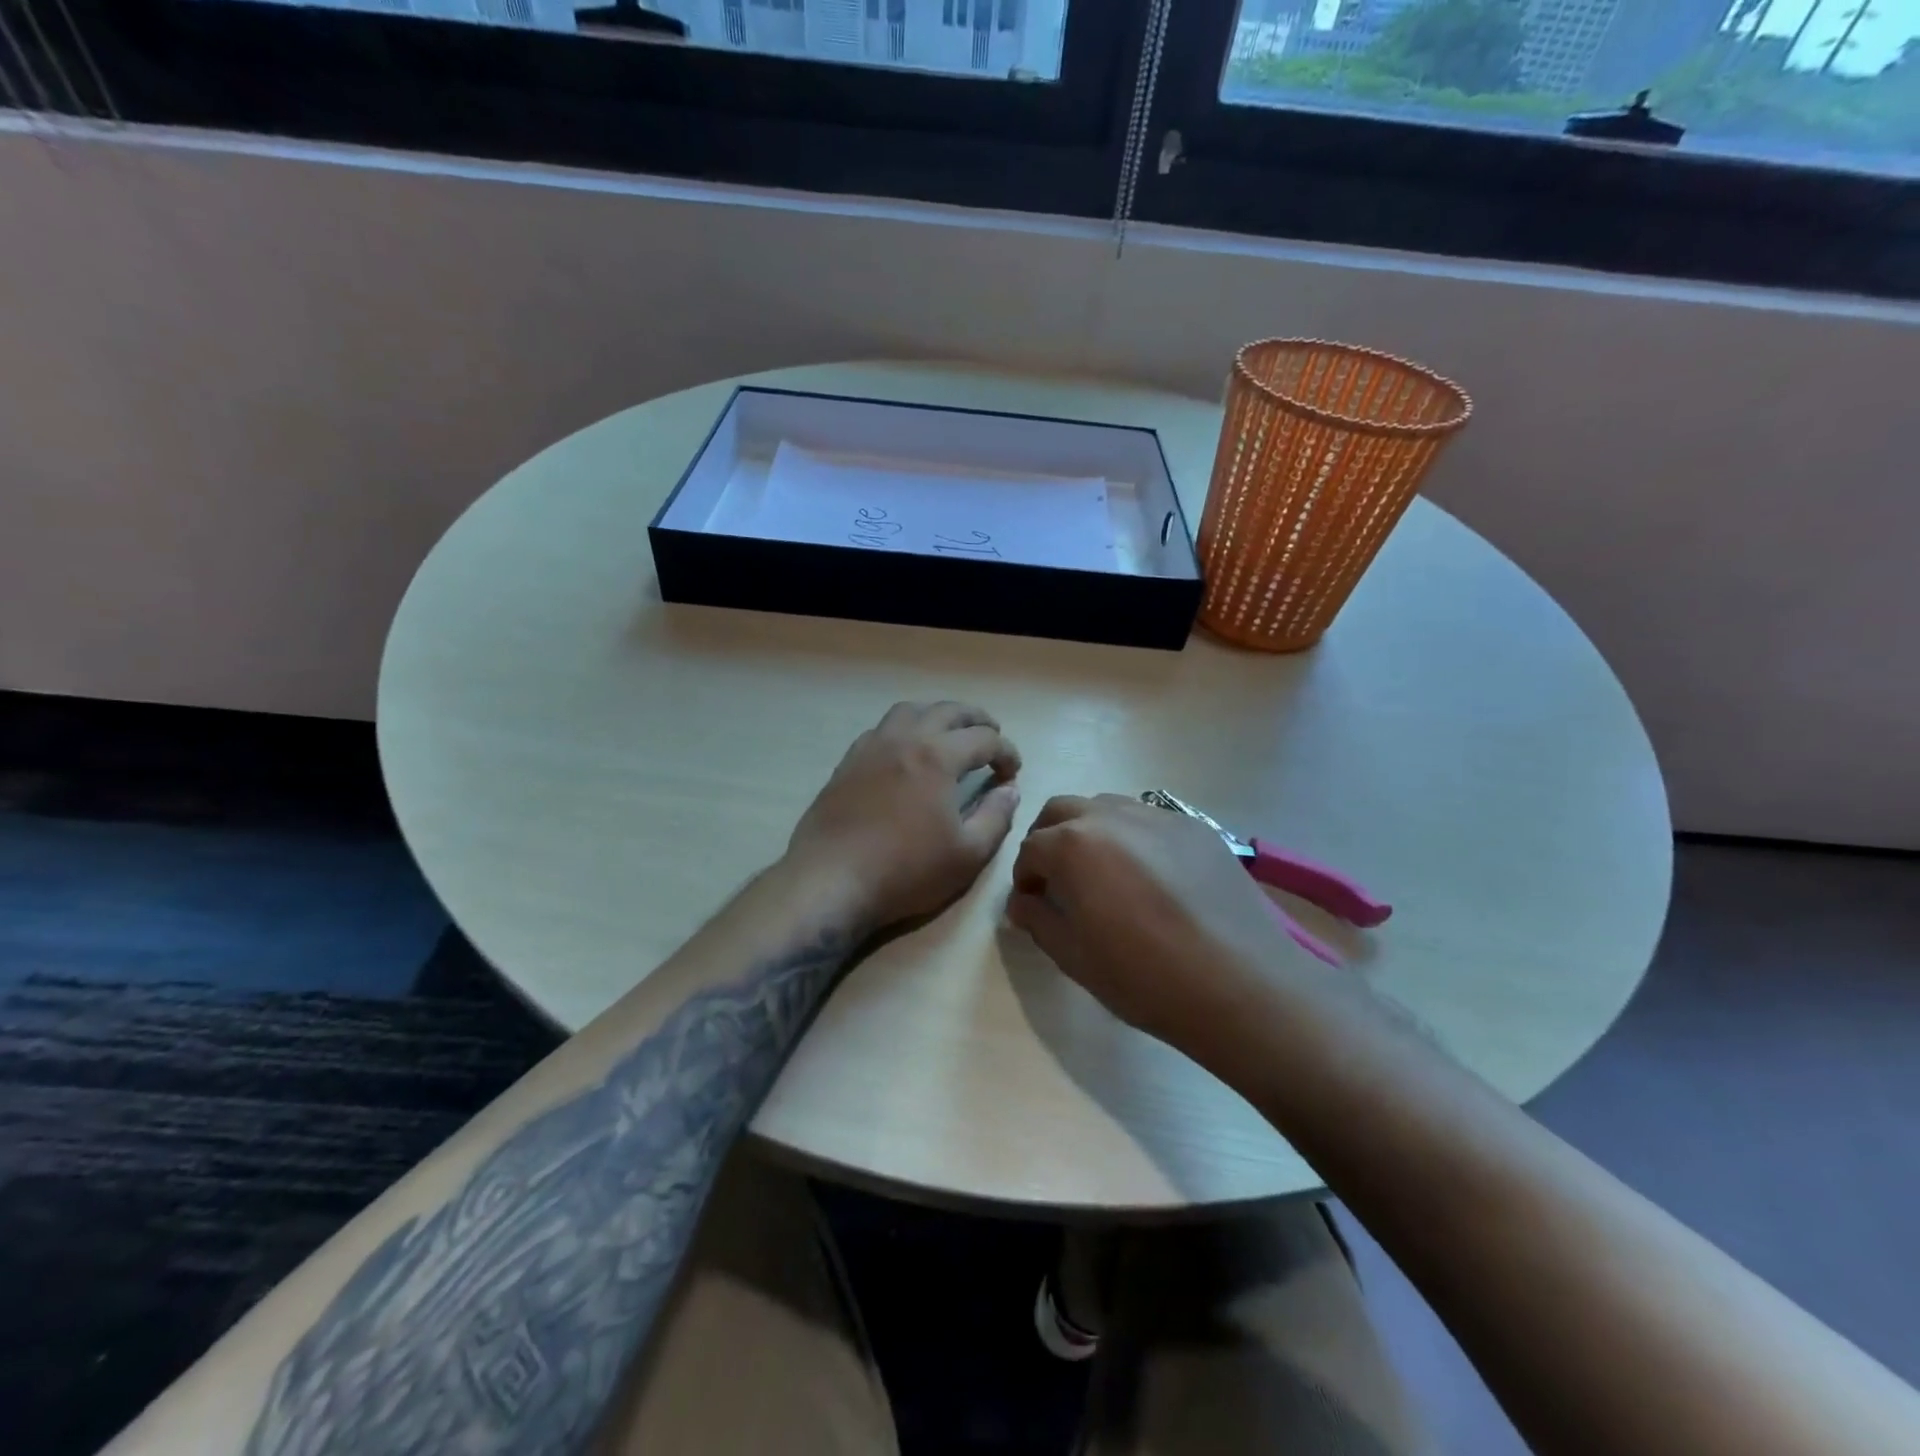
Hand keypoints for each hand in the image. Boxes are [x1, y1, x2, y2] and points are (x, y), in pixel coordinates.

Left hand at [785, 701, 1021, 931]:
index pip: (984, 739)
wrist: (830, 880)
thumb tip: (1010, 790)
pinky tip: (906, 751)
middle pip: (948, 711)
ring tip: (950, 734)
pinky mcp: (848, 762)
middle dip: (978, 720)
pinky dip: (905, 729)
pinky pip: (882, 729)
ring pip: (910, 711)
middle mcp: (905, 739)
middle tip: (992, 737)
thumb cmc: (905, 871)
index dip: (1007, 752)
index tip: (1013, 772)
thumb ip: (996, 817)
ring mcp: (872, 747)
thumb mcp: (967, 854)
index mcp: (938, 756)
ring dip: (937, 715)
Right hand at [1007, 794, 1309, 1058]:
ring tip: (1105, 875)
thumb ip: (1038, 920)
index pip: (1031, 849)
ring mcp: (1158, 817)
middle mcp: (1112, 816)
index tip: (1034, 904)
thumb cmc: (1145, 977)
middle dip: (1049, 840)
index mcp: (1074, 845)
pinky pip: (1149, 820)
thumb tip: (1023, 901)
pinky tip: (1152, 879)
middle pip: (1062, 811)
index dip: (1025, 878)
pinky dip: (1133, 838)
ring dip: (1090, 832)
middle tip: (1059, 880)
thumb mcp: (1075, 957)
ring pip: (1106, 807)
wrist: (1241, 985)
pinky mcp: (1197, 828)